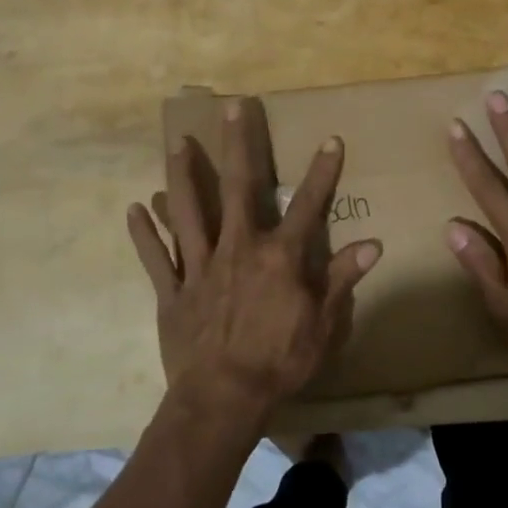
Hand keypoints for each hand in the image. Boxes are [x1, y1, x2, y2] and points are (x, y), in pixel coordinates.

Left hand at [127, 97, 382, 430]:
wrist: (223, 399)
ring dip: (183, 175)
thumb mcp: (324, 325)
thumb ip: (342, 280)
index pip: (307, 205)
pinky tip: (134, 209)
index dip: (322, 172)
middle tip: (233, 108)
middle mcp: (238, 248)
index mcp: (279, 257)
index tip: (331, 139)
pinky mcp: (172, 290)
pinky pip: (156, 256)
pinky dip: (144, 233)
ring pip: (189, 211)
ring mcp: (201, 267)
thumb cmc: (280, 363)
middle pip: (239, 187)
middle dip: (238, 145)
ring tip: (176, 143)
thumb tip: (373, 245)